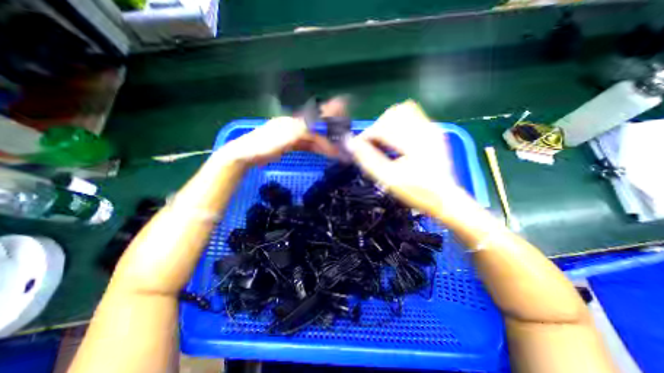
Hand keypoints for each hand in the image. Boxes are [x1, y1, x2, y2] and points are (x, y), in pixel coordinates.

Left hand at [222, 115, 337, 163]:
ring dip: (321, 145)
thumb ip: (305, 131)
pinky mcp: (288, 145)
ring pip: (310, 139)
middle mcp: (293, 126)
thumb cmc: (266, 144)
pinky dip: (313, 148)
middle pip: (314, 130)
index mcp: (293, 122)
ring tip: (332, 152)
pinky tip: (319, 152)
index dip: (328, 114)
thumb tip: (321, 130)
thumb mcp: (287, 136)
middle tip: (338, 146)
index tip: (342, 113)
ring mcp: (290, 136)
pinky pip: (304, 145)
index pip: (315, 118)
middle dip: (327, 137)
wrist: (246, 154)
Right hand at [349, 100, 471, 220]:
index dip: (366, 137)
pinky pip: (411, 115)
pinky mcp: (433, 130)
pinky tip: (395, 139)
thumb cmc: (417, 191)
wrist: (444, 197)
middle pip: (391, 114)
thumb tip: (351, 144)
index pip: (381, 127)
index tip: (359, 148)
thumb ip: (368, 160)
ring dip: (386, 124)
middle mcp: (425, 129)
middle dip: (376, 129)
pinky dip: (397, 123)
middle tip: (372, 146)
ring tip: (383, 141)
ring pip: (402, 111)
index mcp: (414, 142)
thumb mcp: (389, 179)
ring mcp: (431, 127)